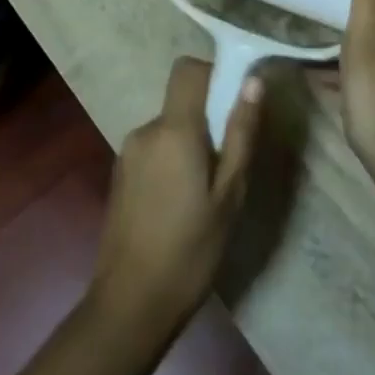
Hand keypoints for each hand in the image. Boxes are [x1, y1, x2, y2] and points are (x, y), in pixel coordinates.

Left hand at [88, 57, 262, 337]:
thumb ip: (241, 133)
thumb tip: (253, 82)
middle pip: (182, 100)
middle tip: (230, 163)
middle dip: (208, 118)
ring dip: (191, 143)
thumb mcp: (229, 194)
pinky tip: (182, 204)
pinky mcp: (121, 174)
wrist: (130, 305)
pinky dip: (173, 160)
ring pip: (170, 127)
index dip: (213, 73)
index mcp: (174, 129)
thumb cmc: (190, 250)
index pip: (188, 69)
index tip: (236, 101)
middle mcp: (146, 130)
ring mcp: (128, 152)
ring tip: (207, 191)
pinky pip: (155, 148)